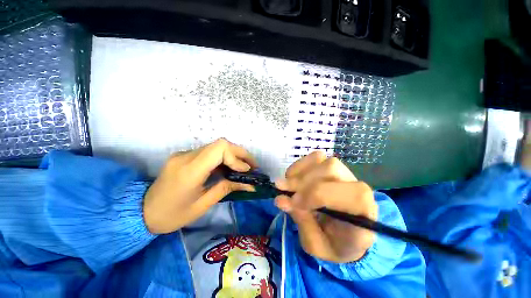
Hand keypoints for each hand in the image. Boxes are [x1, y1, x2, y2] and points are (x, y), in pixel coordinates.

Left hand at [143, 138, 256, 233]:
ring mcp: (184, 154)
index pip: (219, 149)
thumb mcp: (203, 205)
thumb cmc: (172, 215)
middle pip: (220, 144)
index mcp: (190, 171)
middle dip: (240, 153)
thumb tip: (249, 184)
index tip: (246, 170)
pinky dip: (224, 158)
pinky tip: (229, 167)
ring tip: (245, 167)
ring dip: (233, 155)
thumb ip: (226, 188)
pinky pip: (209, 152)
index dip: (236, 157)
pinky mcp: (184, 155)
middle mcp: (186, 156)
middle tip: (252, 165)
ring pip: (216, 146)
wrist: (142, 212)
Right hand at [274, 152, 376, 262]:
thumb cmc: (334, 245)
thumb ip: (301, 221)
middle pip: (331, 169)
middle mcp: (359, 188)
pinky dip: (301, 165)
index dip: (317, 194)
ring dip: (300, 172)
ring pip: (323, 161)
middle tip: (283, 190)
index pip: (349, 194)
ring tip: (287, 184)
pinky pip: (317, 157)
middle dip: (303, 180)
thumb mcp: (316, 245)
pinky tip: (293, 176)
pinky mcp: (334, 168)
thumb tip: (280, 199)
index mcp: (364, 214)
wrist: (346, 237)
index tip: (294, 202)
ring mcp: (346, 174)